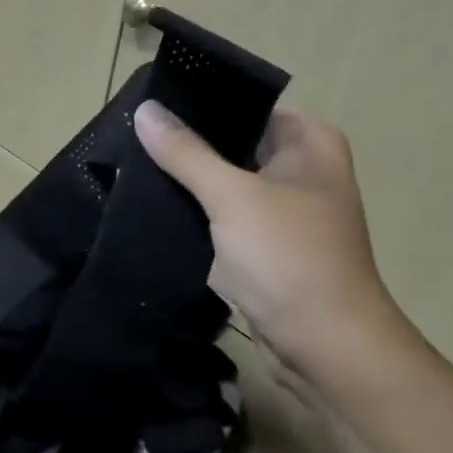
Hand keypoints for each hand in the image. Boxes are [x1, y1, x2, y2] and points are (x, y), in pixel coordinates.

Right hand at [134, 100, 403, 373]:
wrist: (323, 344)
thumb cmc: (287, 258)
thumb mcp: (232, 197)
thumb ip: (186, 153)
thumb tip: (145, 109)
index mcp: (309, 144)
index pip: (245, 108)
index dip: (199, 107)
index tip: (149, 108)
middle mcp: (302, 171)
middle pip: (233, 147)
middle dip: (186, 147)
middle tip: (130, 139)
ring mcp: (284, 213)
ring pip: (225, 186)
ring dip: (188, 185)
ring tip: (131, 169)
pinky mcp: (266, 248)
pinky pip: (224, 221)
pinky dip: (196, 218)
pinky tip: (154, 211)